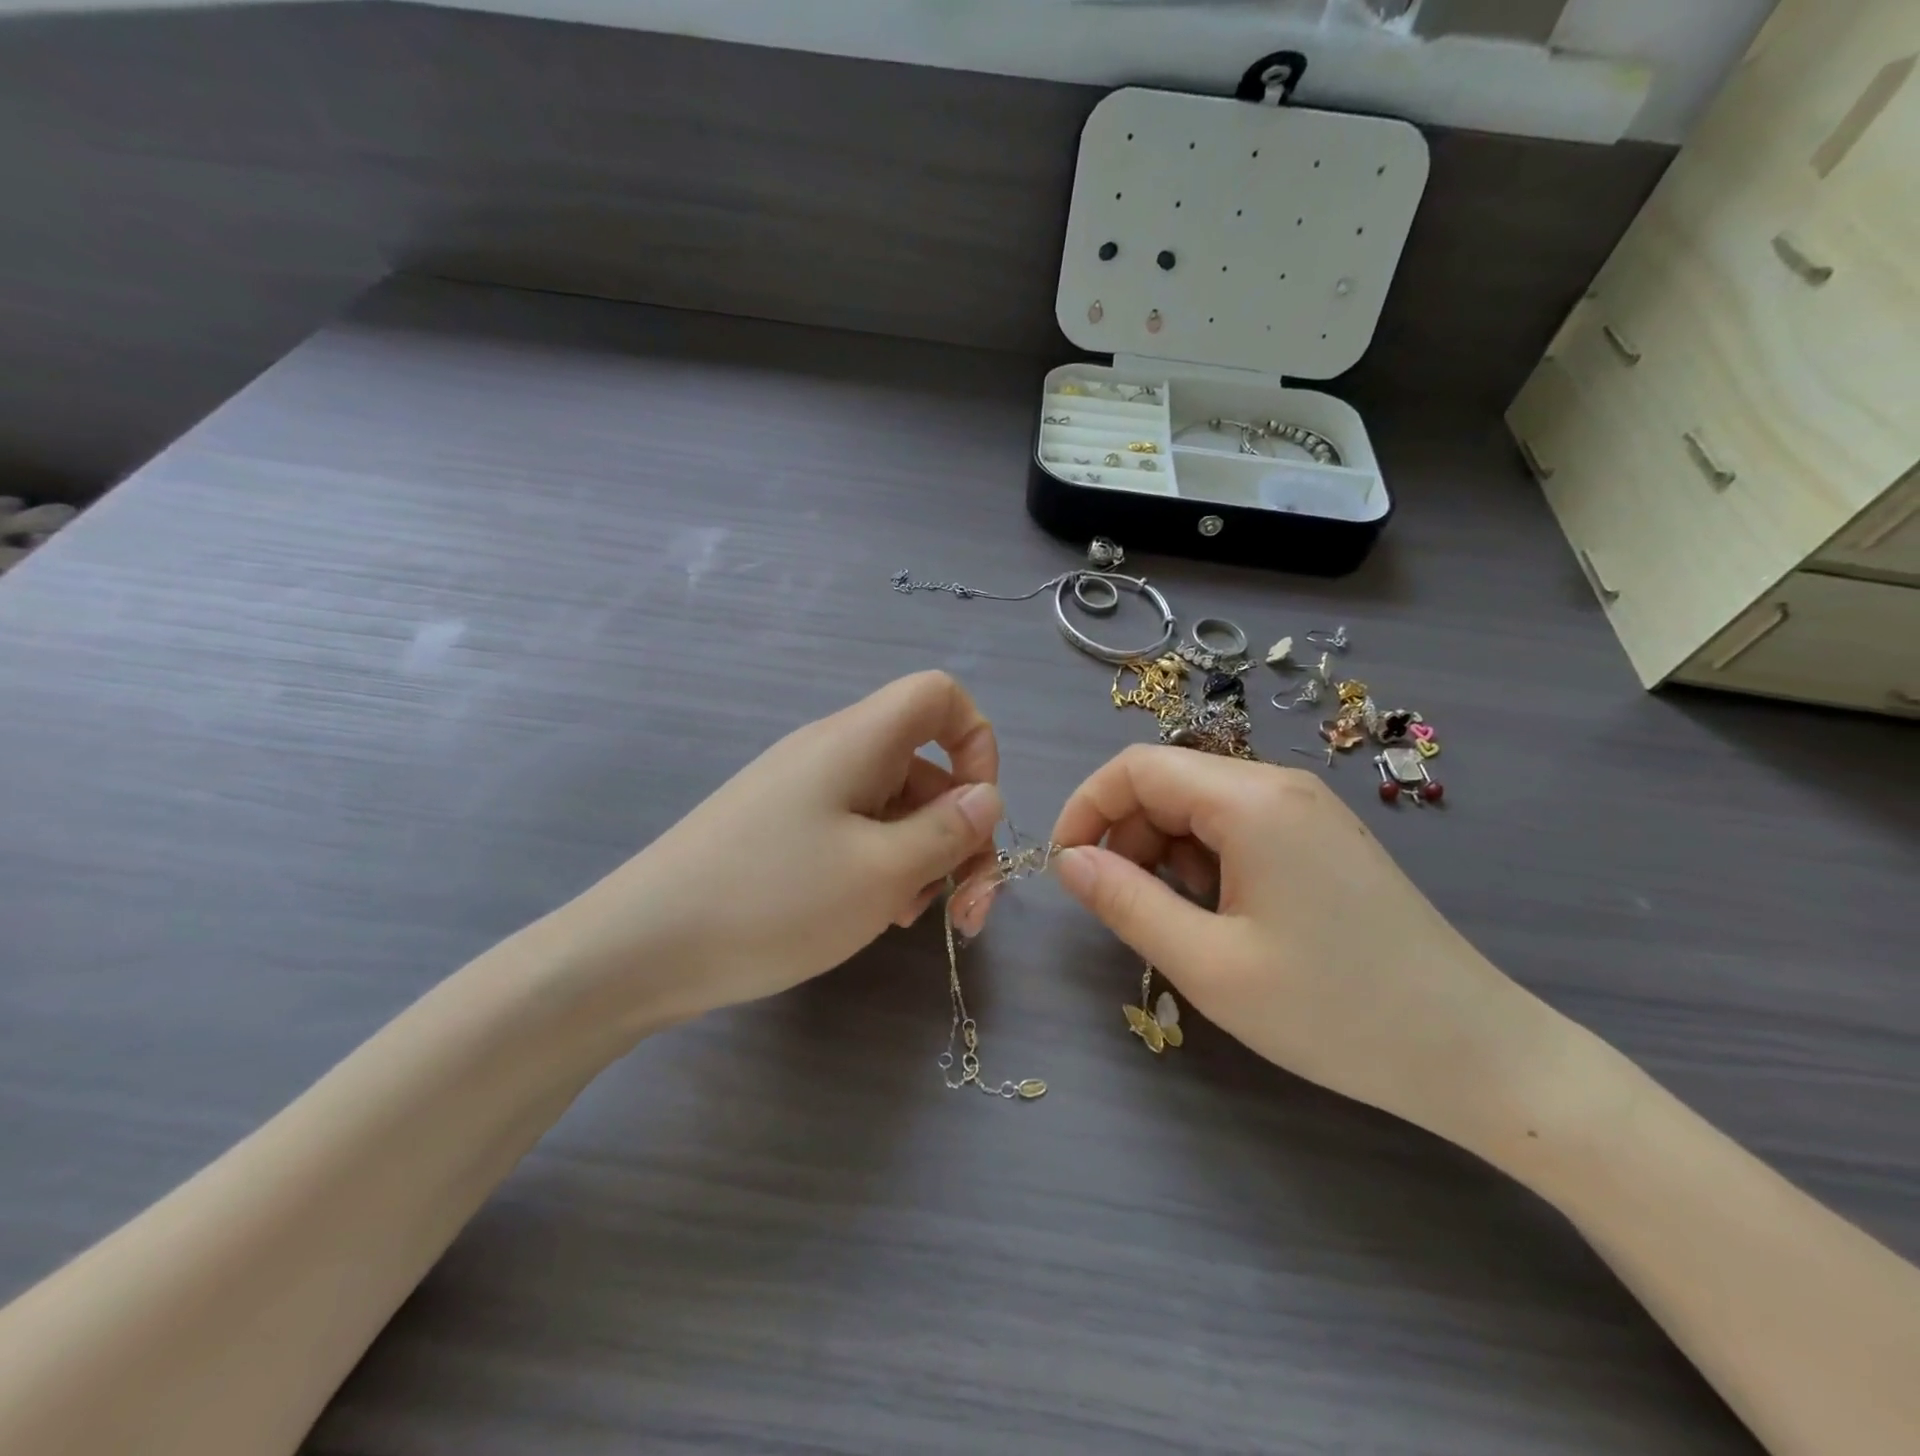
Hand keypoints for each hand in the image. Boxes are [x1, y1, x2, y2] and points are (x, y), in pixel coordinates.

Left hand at [552, 671, 1002, 1026]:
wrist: (641, 949)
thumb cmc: (774, 900)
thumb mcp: (882, 873)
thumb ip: (949, 831)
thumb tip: (988, 798)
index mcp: (858, 741)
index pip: (939, 696)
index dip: (977, 741)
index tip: (979, 812)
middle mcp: (833, 754)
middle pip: (926, 766)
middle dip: (961, 832)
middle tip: (968, 910)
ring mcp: (805, 795)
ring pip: (895, 808)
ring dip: (925, 859)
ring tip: (916, 919)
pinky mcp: (785, 833)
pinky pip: (857, 834)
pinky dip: (884, 868)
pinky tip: (877, 917)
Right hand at [1045, 746, 1562, 1142]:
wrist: (1478, 1055)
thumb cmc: (1336, 1013)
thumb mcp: (1209, 965)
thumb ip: (1125, 902)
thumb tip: (1068, 862)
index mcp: (1251, 800)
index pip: (1136, 767)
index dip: (1086, 808)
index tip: (1066, 868)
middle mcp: (1280, 785)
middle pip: (1169, 782)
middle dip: (1126, 835)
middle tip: (1119, 907)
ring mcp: (1309, 810)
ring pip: (1201, 806)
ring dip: (1165, 852)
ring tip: (1180, 921)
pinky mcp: (1324, 839)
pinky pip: (1239, 827)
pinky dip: (1206, 861)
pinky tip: (1224, 916)